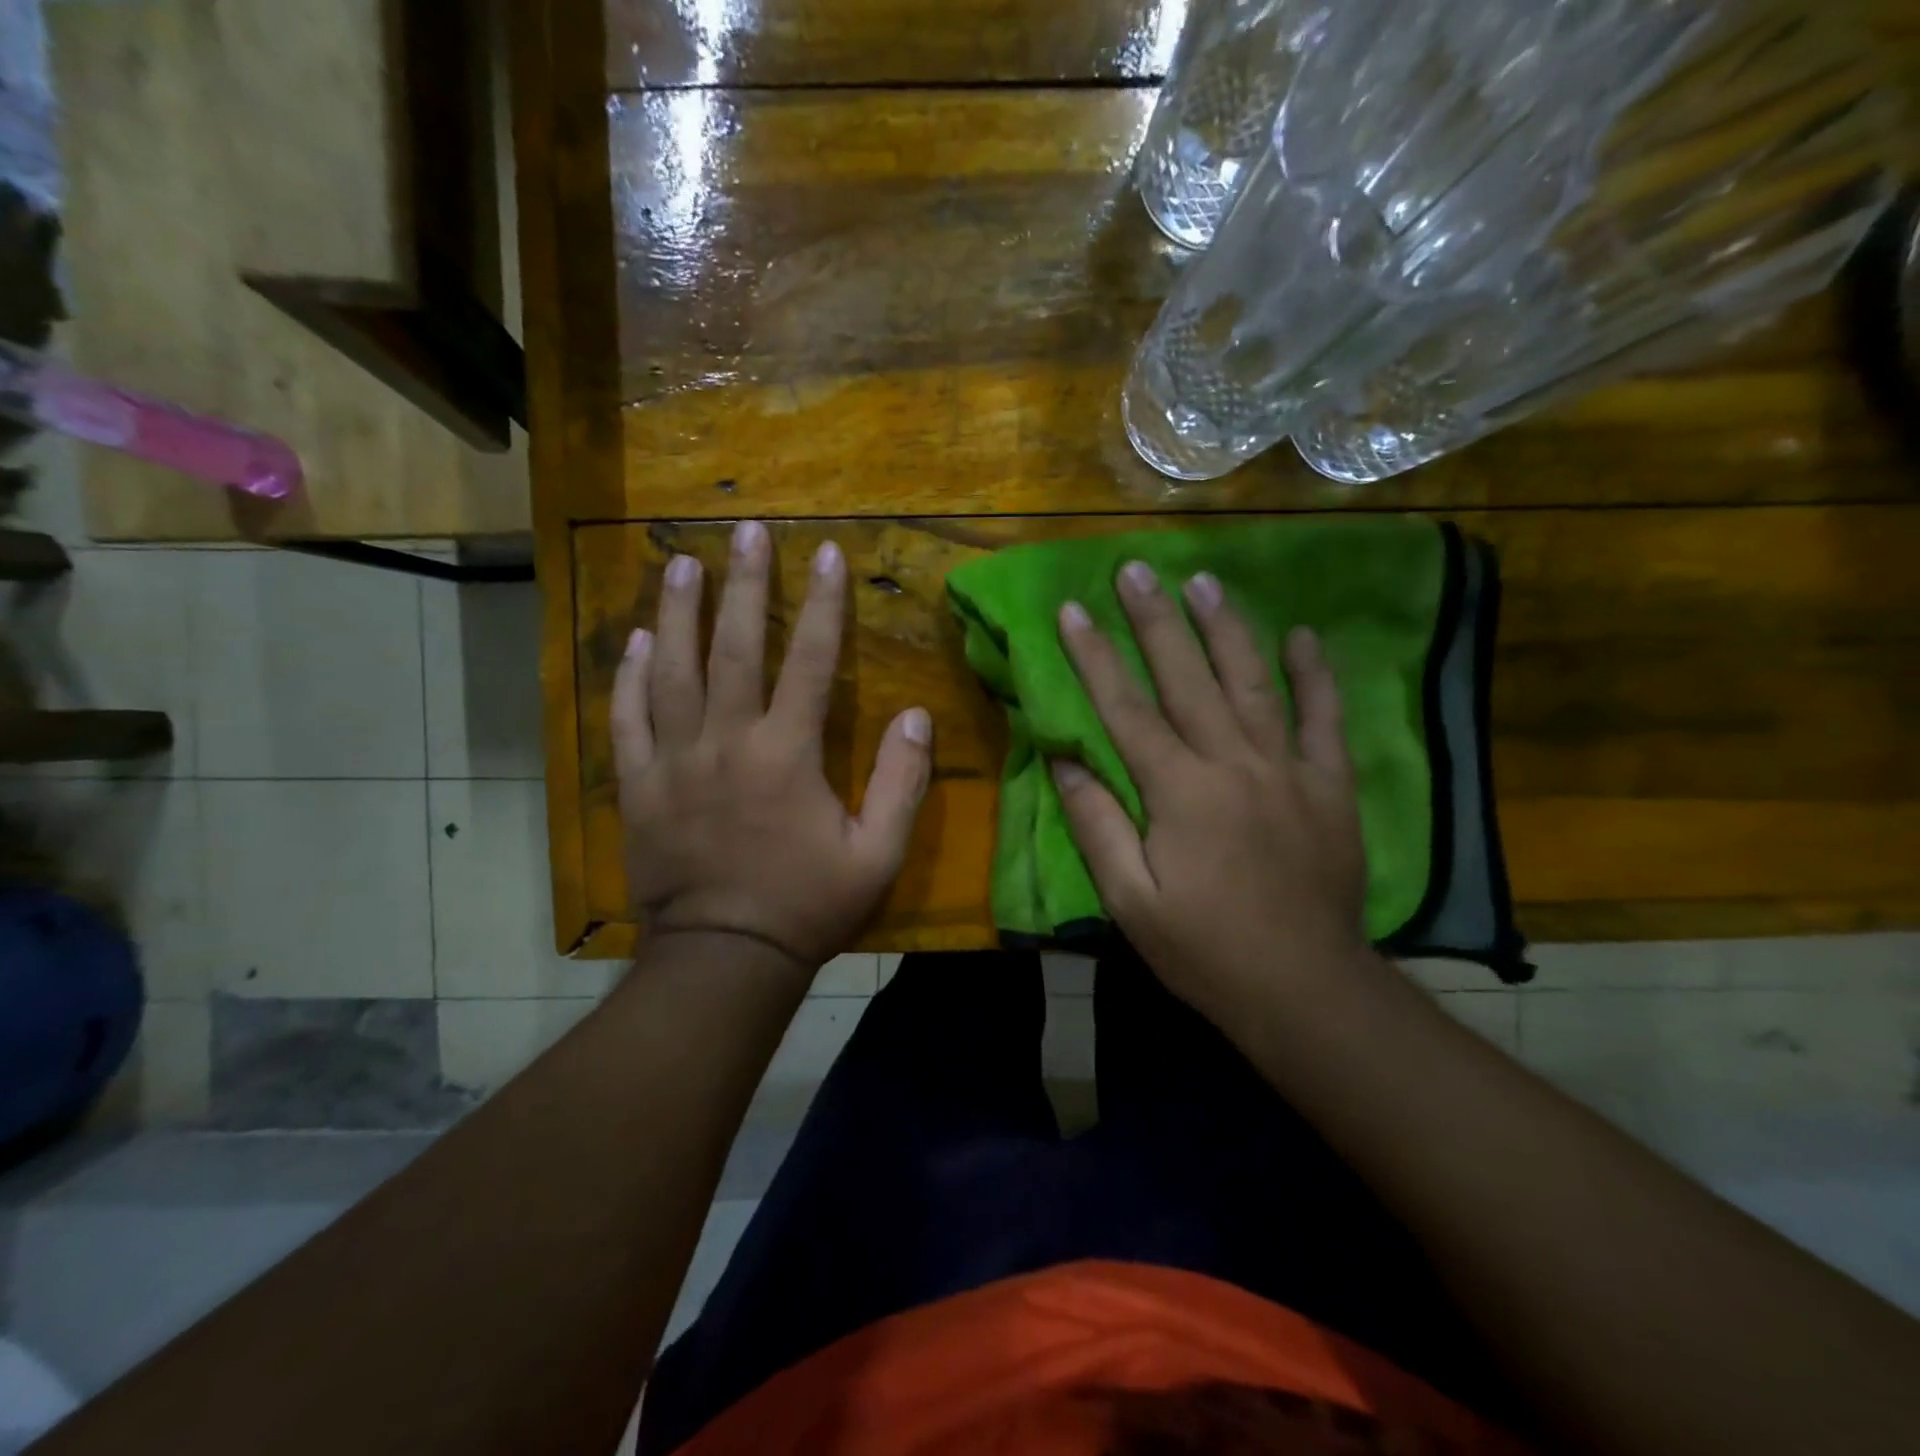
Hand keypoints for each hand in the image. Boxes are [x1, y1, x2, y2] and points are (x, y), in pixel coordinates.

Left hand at [611, 522, 932, 972]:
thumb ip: (902, 781)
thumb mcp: (877, 854)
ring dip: (677, 613)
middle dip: (743, 584)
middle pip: (734, 648)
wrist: (725, 958)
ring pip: (673, 672)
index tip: (824, 553)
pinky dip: (630, 678)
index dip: (821, 604)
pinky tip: (636, 642)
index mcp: (787, 755)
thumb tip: (915, 714)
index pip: (809, 661)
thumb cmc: (807, 905)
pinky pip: (628, 720)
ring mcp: (674, 762)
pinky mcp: (638, 787)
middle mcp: (727, 743)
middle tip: (743, 531)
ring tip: (680, 564)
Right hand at [1051, 561, 1375, 1033]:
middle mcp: (1233, 764)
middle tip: (1135, 569)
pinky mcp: (1328, 786)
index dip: (1095, 657)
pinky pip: (1324, 719)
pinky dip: (1315, 675)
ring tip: (1203, 581)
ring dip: (1225, 628)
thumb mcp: (1130, 901)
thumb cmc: (1204, 949)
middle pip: (1187, 678)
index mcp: (1179, 792)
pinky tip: (1304, 636)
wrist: (1304, 988)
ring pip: (1252, 682)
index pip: (1126, 710)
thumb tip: (1066, 762)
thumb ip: (1097, 825)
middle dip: (1156, 620)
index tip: (1073, 610)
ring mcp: (1288, 769)